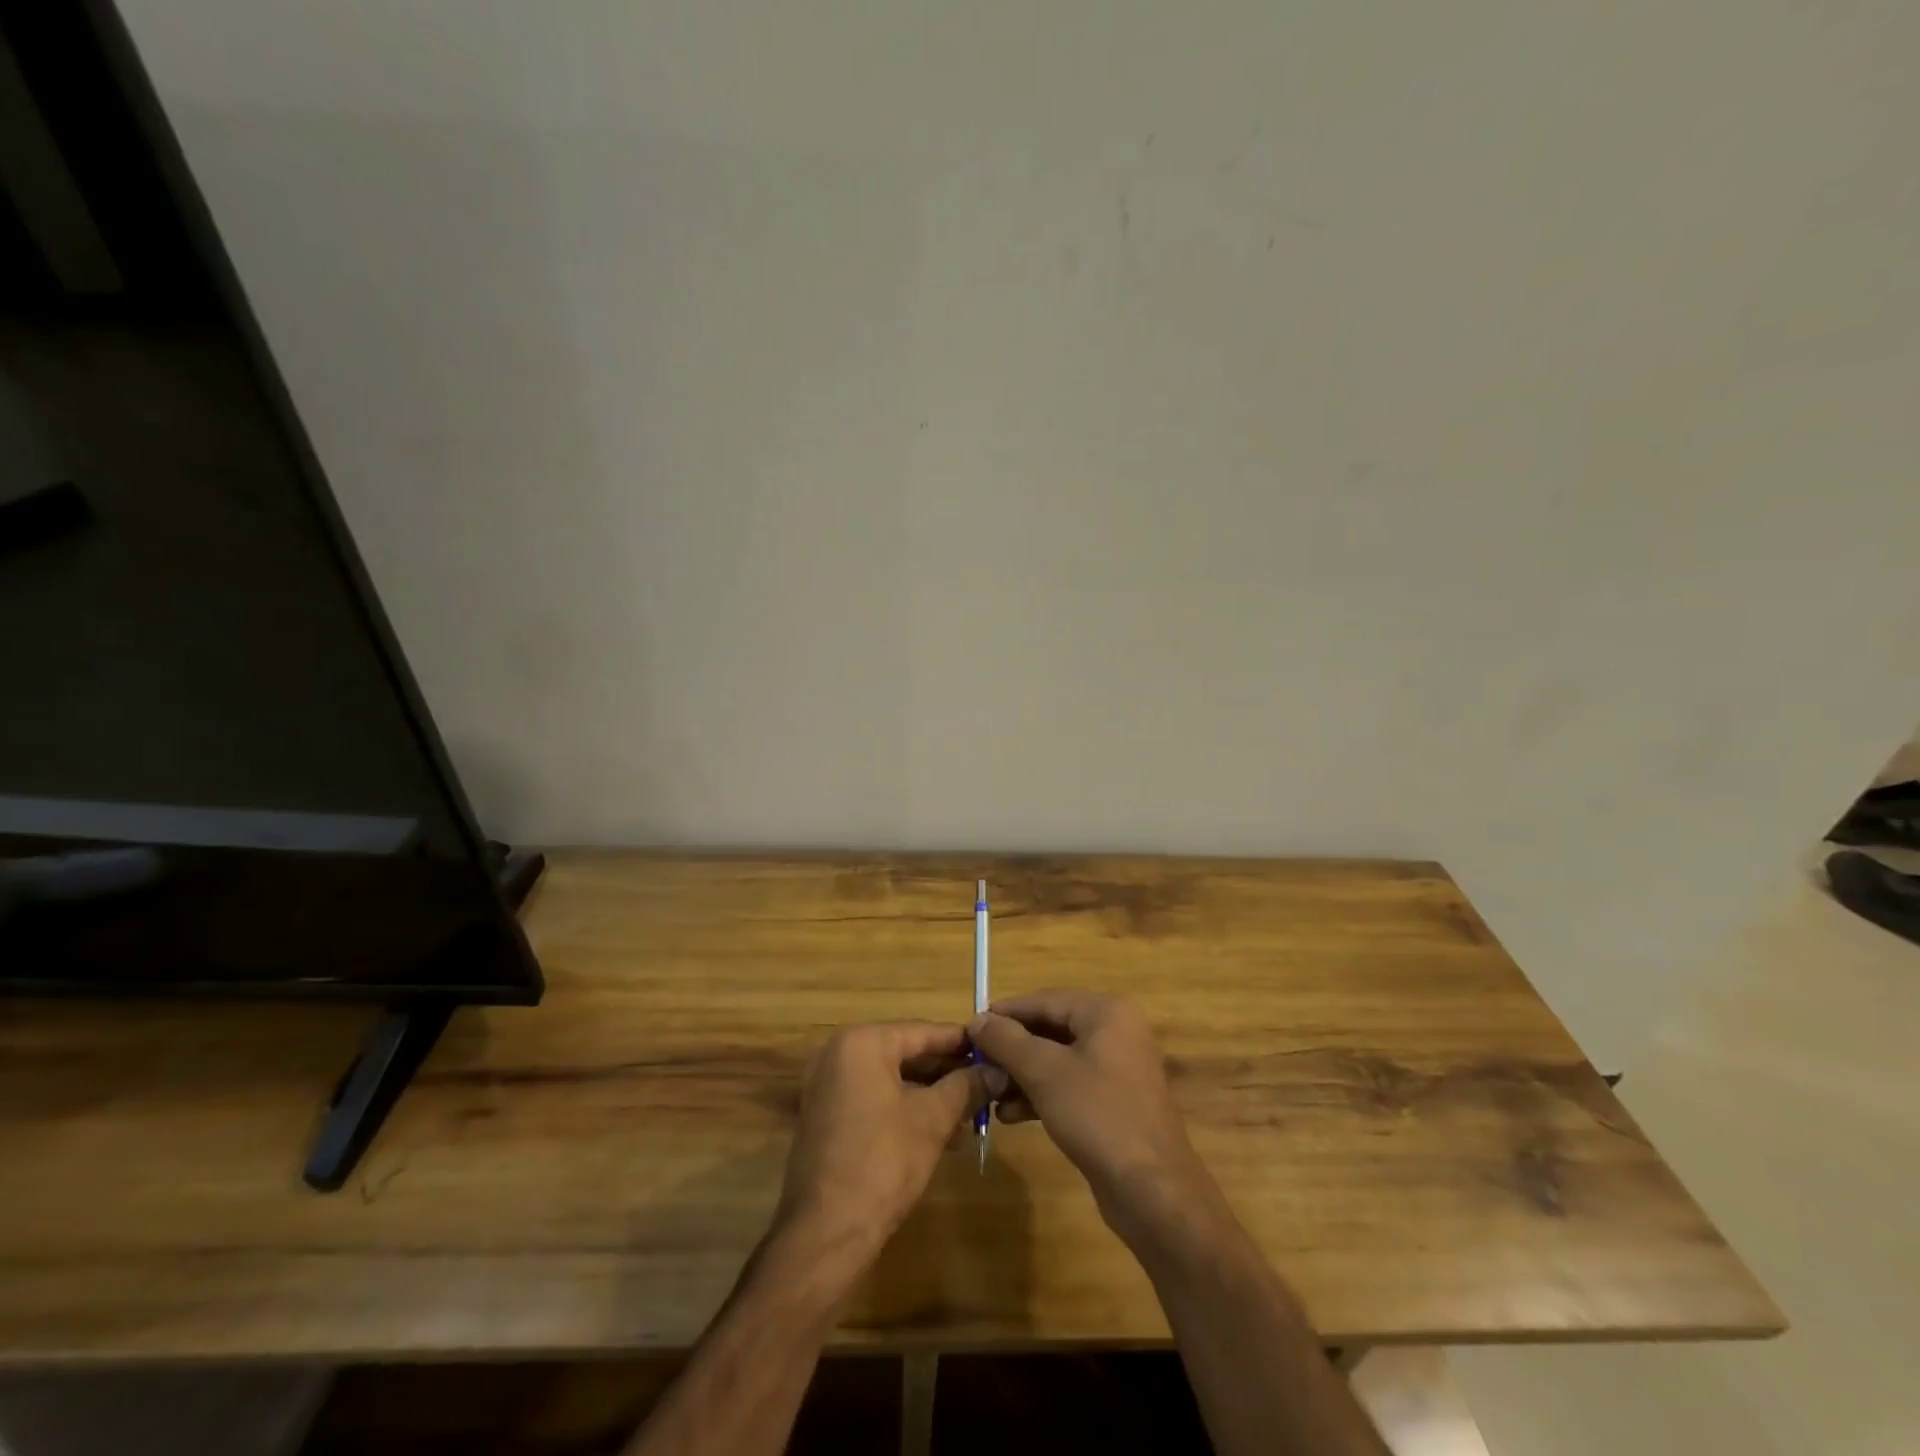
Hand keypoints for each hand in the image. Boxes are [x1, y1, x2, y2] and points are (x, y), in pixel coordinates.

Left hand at [775, 1021, 990, 1263]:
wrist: (824, 1233)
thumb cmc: (882, 1163)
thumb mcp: (933, 1120)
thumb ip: (967, 1087)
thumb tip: (998, 1071)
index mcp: (862, 1042)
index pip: (923, 1031)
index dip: (963, 1042)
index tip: (996, 1049)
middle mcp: (839, 1054)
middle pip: (906, 1052)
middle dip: (947, 1071)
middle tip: (987, 1083)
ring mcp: (828, 1085)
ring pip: (892, 1078)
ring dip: (930, 1094)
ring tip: (971, 1112)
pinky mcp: (826, 1116)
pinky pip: (874, 1098)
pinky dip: (905, 1108)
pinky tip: (940, 1132)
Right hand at [968, 991, 1223, 1242]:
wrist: (1153, 1191)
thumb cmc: (1098, 1116)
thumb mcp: (1044, 1073)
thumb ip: (1008, 1041)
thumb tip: (978, 1019)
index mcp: (1106, 1012)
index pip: (1044, 1000)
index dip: (1005, 1014)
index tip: (970, 1029)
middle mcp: (1116, 1031)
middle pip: (1051, 1029)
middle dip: (1013, 1049)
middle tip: (977, 1065)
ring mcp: (1118, 1067)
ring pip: (1058, 1059)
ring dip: (1022, 1075)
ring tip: (989, 1094)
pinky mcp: (1115, 1101)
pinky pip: (1071, 1084)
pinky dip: (1042, 1094)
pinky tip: (1011, 1115)